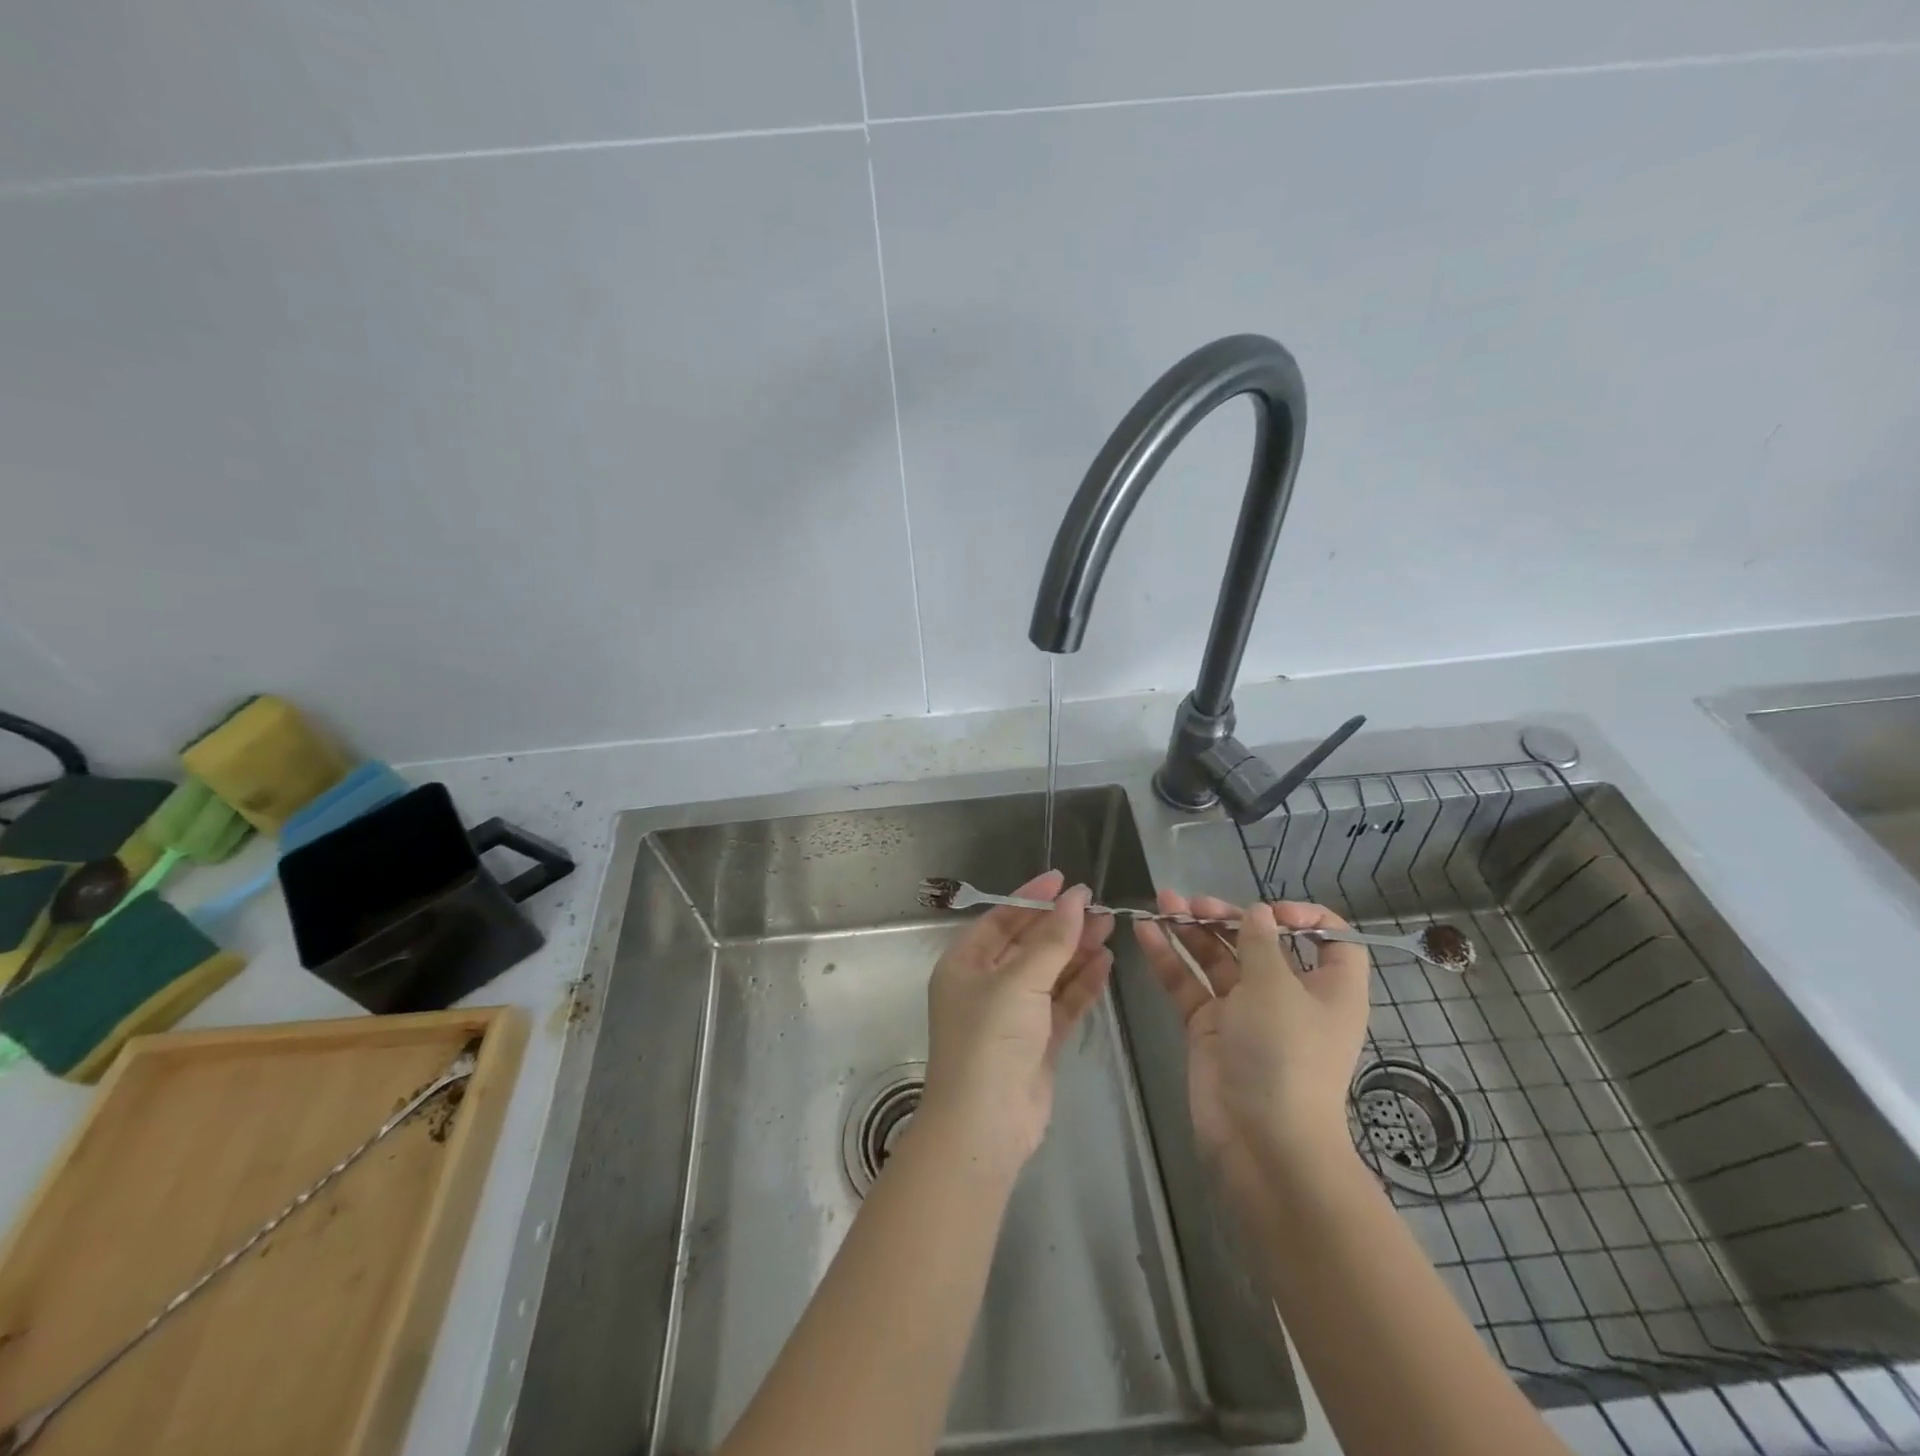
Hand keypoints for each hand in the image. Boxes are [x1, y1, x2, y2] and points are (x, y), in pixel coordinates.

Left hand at [918, 870, 1115, 1181]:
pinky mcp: (1036, 1042)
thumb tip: (1076, 898)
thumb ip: (1052, 939)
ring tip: (1110, 928)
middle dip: (1062, 926)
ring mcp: (1012, 1015)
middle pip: (1028, 945)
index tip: (1065, 880)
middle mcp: (985, 985)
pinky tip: (1105, 964)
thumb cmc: (990, 1039)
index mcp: (964, 964)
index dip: (1032, 897)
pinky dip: (1081, 984)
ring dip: (1076, 952)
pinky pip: (1060, 1003)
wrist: (985, 1125)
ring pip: (1048, 973)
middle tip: (1100, 907)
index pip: (1001, 919)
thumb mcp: (1019, 981)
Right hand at [1133, 894, 1369, 1185]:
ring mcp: (1245, 1011)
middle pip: (1259, 943)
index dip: (1304, 917)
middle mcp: (1288, 995)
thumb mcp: (1277, 987)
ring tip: (1162, 902)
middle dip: (1226, 917)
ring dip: (1191, 930)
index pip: (1329, 940)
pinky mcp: (1209, 1027)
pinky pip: (1189, 984)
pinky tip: (1146, 932)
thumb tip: (1258, 913)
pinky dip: (1169, 958)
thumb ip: (1260, 942)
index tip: (1271, 911)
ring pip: (1217, 959)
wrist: (1261, 1140)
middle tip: (1193, 903)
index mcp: (1327, 987)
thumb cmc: (1285, 1054)